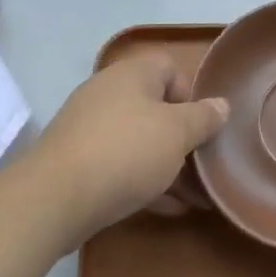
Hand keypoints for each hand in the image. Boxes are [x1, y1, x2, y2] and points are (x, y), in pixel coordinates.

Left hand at [29, 54, 229, 245]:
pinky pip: (119, 163)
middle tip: (201, 165)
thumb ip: (204, 118)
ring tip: (192, 195)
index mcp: (132, 74)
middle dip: (181, 137)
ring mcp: (88, 127)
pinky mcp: (76, 160)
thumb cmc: (126, 152)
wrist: (54, 198)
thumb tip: (221, 105)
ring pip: (138, 139)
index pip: (170, 68)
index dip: (191, 95)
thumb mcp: (177, 133)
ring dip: (165, 163)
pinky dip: (142, 180)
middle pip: (155, 107)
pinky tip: (167, 208)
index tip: (202, 126)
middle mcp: (108, 92)